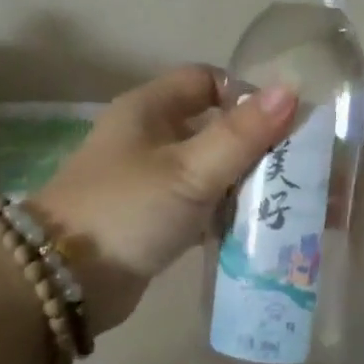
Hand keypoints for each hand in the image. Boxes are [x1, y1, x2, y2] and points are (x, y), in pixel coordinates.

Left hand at [33, 66, 296, 331]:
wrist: (63, 283)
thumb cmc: (128, 210)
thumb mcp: (190, 170)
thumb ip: (242, 133)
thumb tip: (290, 90)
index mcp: (150, 109)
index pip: (206, 80)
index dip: (245, 94)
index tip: (283, 123)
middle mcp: (149, 137)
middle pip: (214, 126)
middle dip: (257, 145)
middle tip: (300, 168)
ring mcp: (150, 179)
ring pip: (210, 168)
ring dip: (247, 182)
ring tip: (293, 202)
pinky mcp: (153, 218)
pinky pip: (201, 205)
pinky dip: (228, 211)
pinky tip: (263, 228)